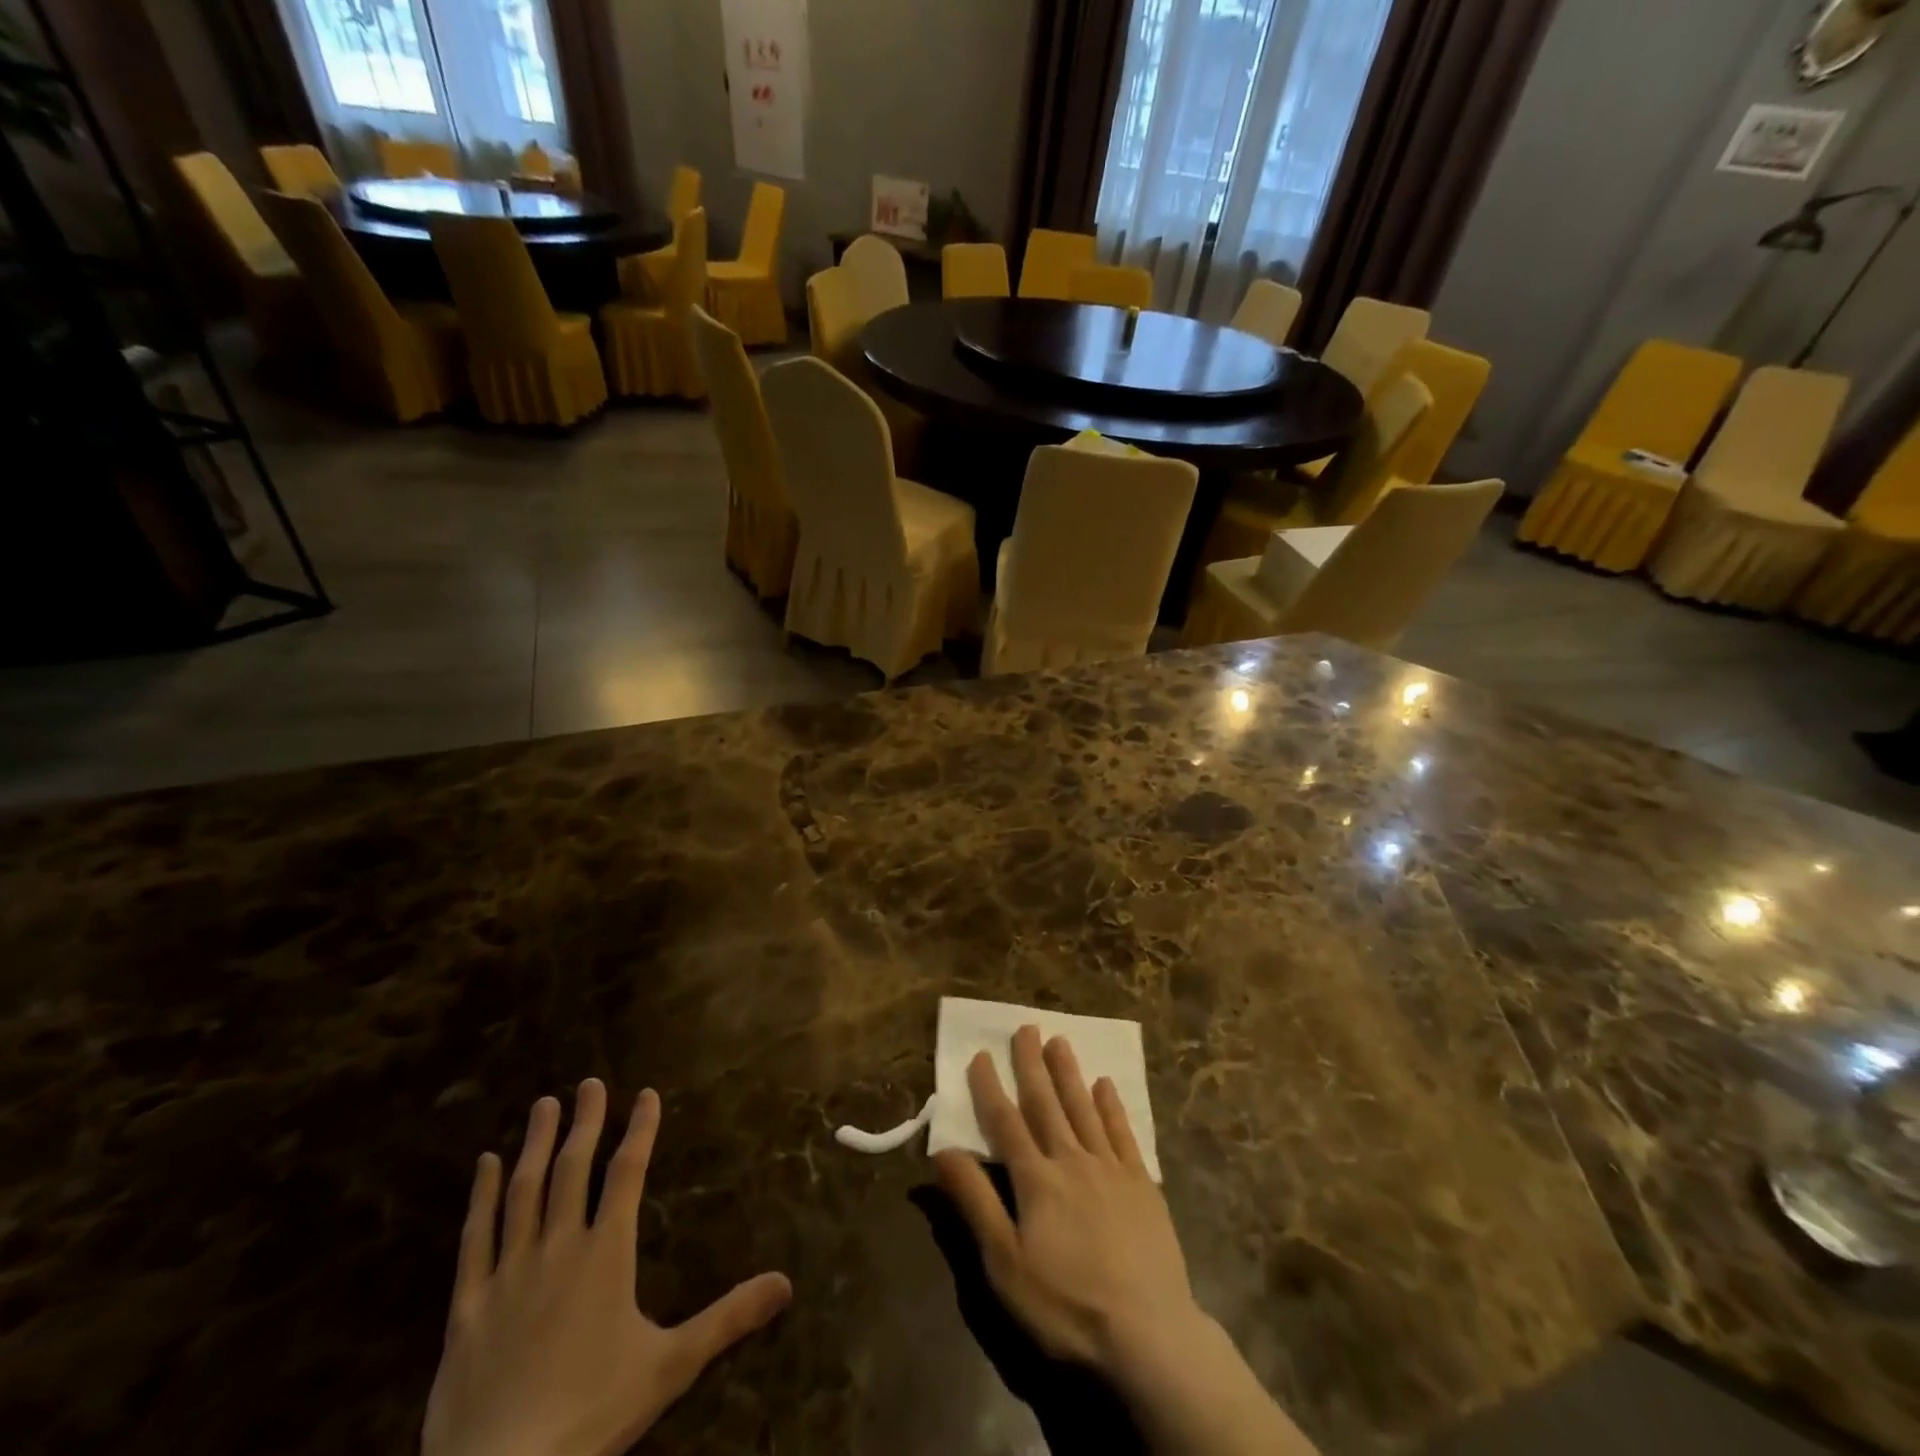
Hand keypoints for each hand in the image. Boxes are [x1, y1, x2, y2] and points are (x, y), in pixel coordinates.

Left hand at [422, 1080, 791, 1455]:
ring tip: (544, 1105)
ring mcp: (509, 1273)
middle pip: (574, 1169)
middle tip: (590, 1082)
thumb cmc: (592, 1415)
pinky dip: (480, 1197)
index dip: (640, 1130)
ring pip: (524, 1191)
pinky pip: (474, 1238)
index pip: (628, 1174)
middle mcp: (559, 1248)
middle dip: (586, 1122)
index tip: (647, 1094)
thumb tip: (787, 1283)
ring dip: (536, 1144)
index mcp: (606, 1254)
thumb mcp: (671, 1366)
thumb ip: (728, 1318)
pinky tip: (484, 1166)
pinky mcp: (468, 1305)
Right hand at [933, 1028, 1313, 1455]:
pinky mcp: (1143, 1184)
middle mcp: (1072, 1160)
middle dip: (1032, 1064)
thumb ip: (975, 1202)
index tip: (980, 1054)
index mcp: (1036, 1179)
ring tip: (1060, 1040)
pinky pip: (1123, 1133)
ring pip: (1084, 1108)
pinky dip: (1112, 1106)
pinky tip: (1106, 1085)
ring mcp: (1111, 1169)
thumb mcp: (1005, 1263)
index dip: (990, 1088)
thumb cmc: (1067, 1304)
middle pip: (1047, 1104)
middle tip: (1026, 1027)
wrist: (1148, 1334)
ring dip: (1069, 1073)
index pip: (1006, 1123)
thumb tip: (942, 1151)